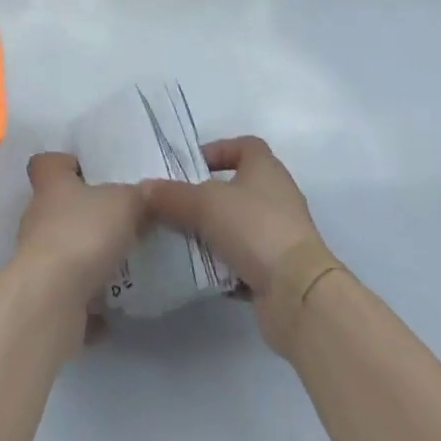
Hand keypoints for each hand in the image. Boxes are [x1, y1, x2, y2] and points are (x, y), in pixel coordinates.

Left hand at [13, 152, 149, 313]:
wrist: (51, 300)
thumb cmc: (83, 234)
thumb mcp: (124, 204)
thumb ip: (138, 196)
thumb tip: (148, 192)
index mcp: (51, 184)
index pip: (47, 163)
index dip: (65, 164)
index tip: (88, 172)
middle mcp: (38, 217)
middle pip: (58, 208)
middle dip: (85, 216)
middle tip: (118, 223)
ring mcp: (37, 259)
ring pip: (65, 251)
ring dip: (87, 260)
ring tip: (121, 267)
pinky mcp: (43, 297)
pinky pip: (69, 295)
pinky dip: (88, 301)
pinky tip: (114, 309)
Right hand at [142, 136, 324, 353]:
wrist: (298, 295)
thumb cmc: (254, 228)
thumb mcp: (204, 204)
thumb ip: (171, 195)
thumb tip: (142, 189)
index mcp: (265, 167)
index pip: (243, 146)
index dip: (217, 151)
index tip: (190, 167)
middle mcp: (277, 195)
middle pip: (238, 187)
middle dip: (208, 196)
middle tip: (178, 204)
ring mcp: (281, 234)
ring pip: (240, 225)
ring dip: (215, 232)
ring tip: (183, 238)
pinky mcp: (279, 270)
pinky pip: (245, 259)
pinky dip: (226, 264)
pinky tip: (202, 272)